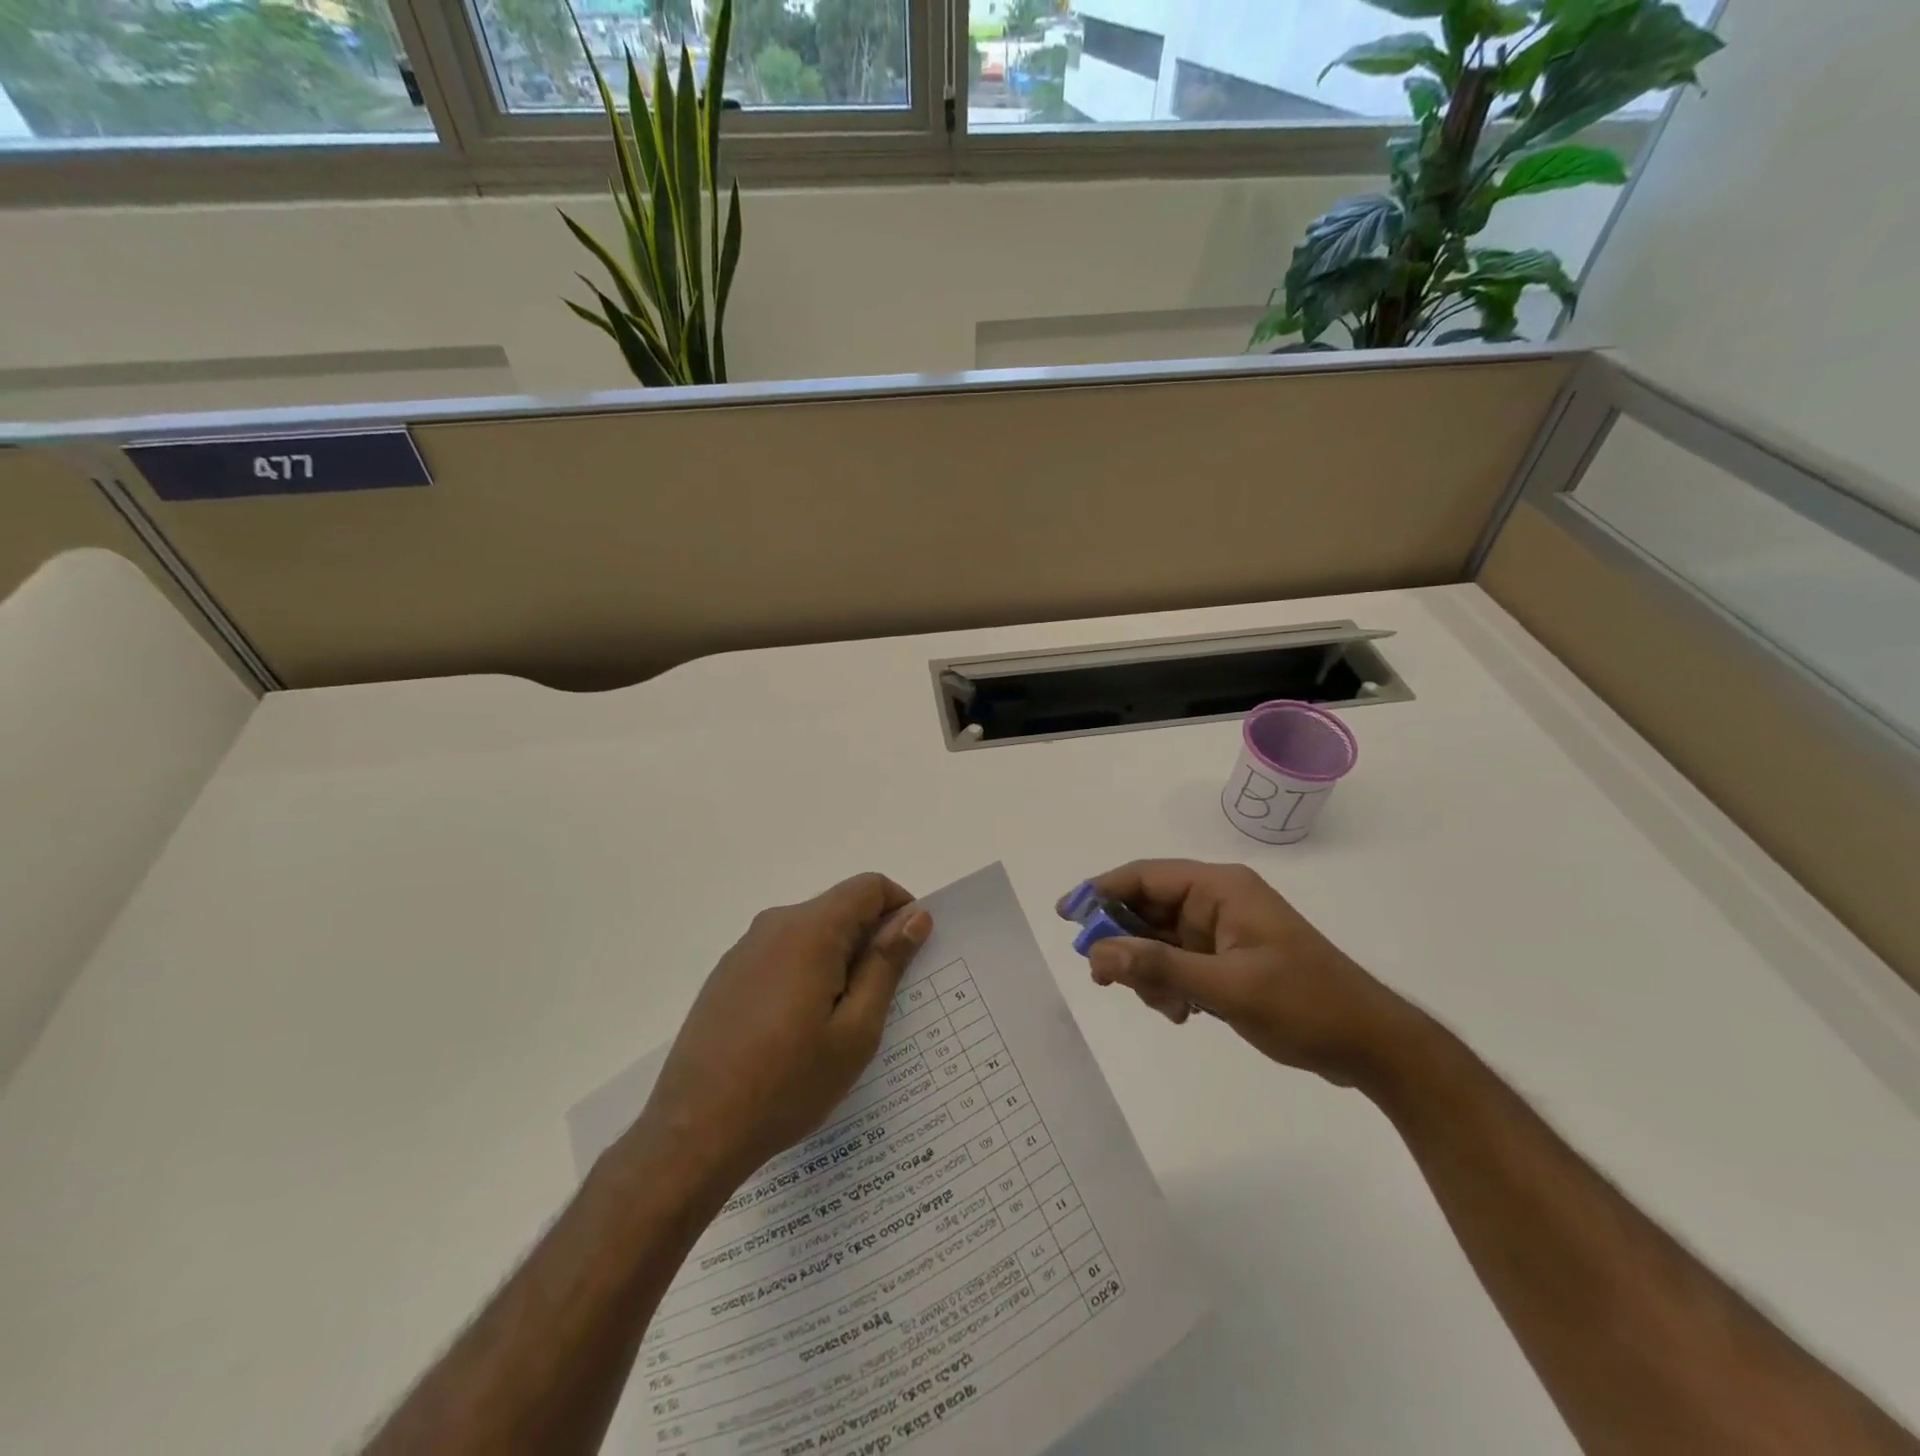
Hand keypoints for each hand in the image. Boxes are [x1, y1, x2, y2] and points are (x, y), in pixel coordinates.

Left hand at [633, 873, 931, 1199]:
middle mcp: (775, 924)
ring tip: (843, 1022)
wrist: (694, 1131)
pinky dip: (807, 971)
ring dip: (839, 958)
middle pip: (840, 907)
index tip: (911, 954)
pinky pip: (783, 953)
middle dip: (871, 938)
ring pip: (811, 932)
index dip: (901, 909)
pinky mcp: (728, 973)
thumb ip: (886, 964)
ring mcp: (745, 948)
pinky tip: (801, 1029)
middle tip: (883, 999)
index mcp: (810, 930)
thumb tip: (915, 916)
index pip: (869, 887)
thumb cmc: (788, 1083)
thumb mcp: (856, 1030)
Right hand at [1061, 860, 1419, 1085]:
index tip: (1067, 916)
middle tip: (1106, 979)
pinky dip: (1166, 985)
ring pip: (1157, 941)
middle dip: (1124, 943)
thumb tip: (1098, 953)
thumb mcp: (1228, 988)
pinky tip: (1181, 1014)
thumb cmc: (1305, 1005)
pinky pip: (1175, 963)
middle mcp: (1216, 902)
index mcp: (1220, 888)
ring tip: (1167, 1008)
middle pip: (1146, 909)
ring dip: (1148, 972)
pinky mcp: (1225, 961)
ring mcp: (1220, 933)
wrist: (1372, 1047)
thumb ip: (1160, 967)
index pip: (1145, 876)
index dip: (1100, 891)